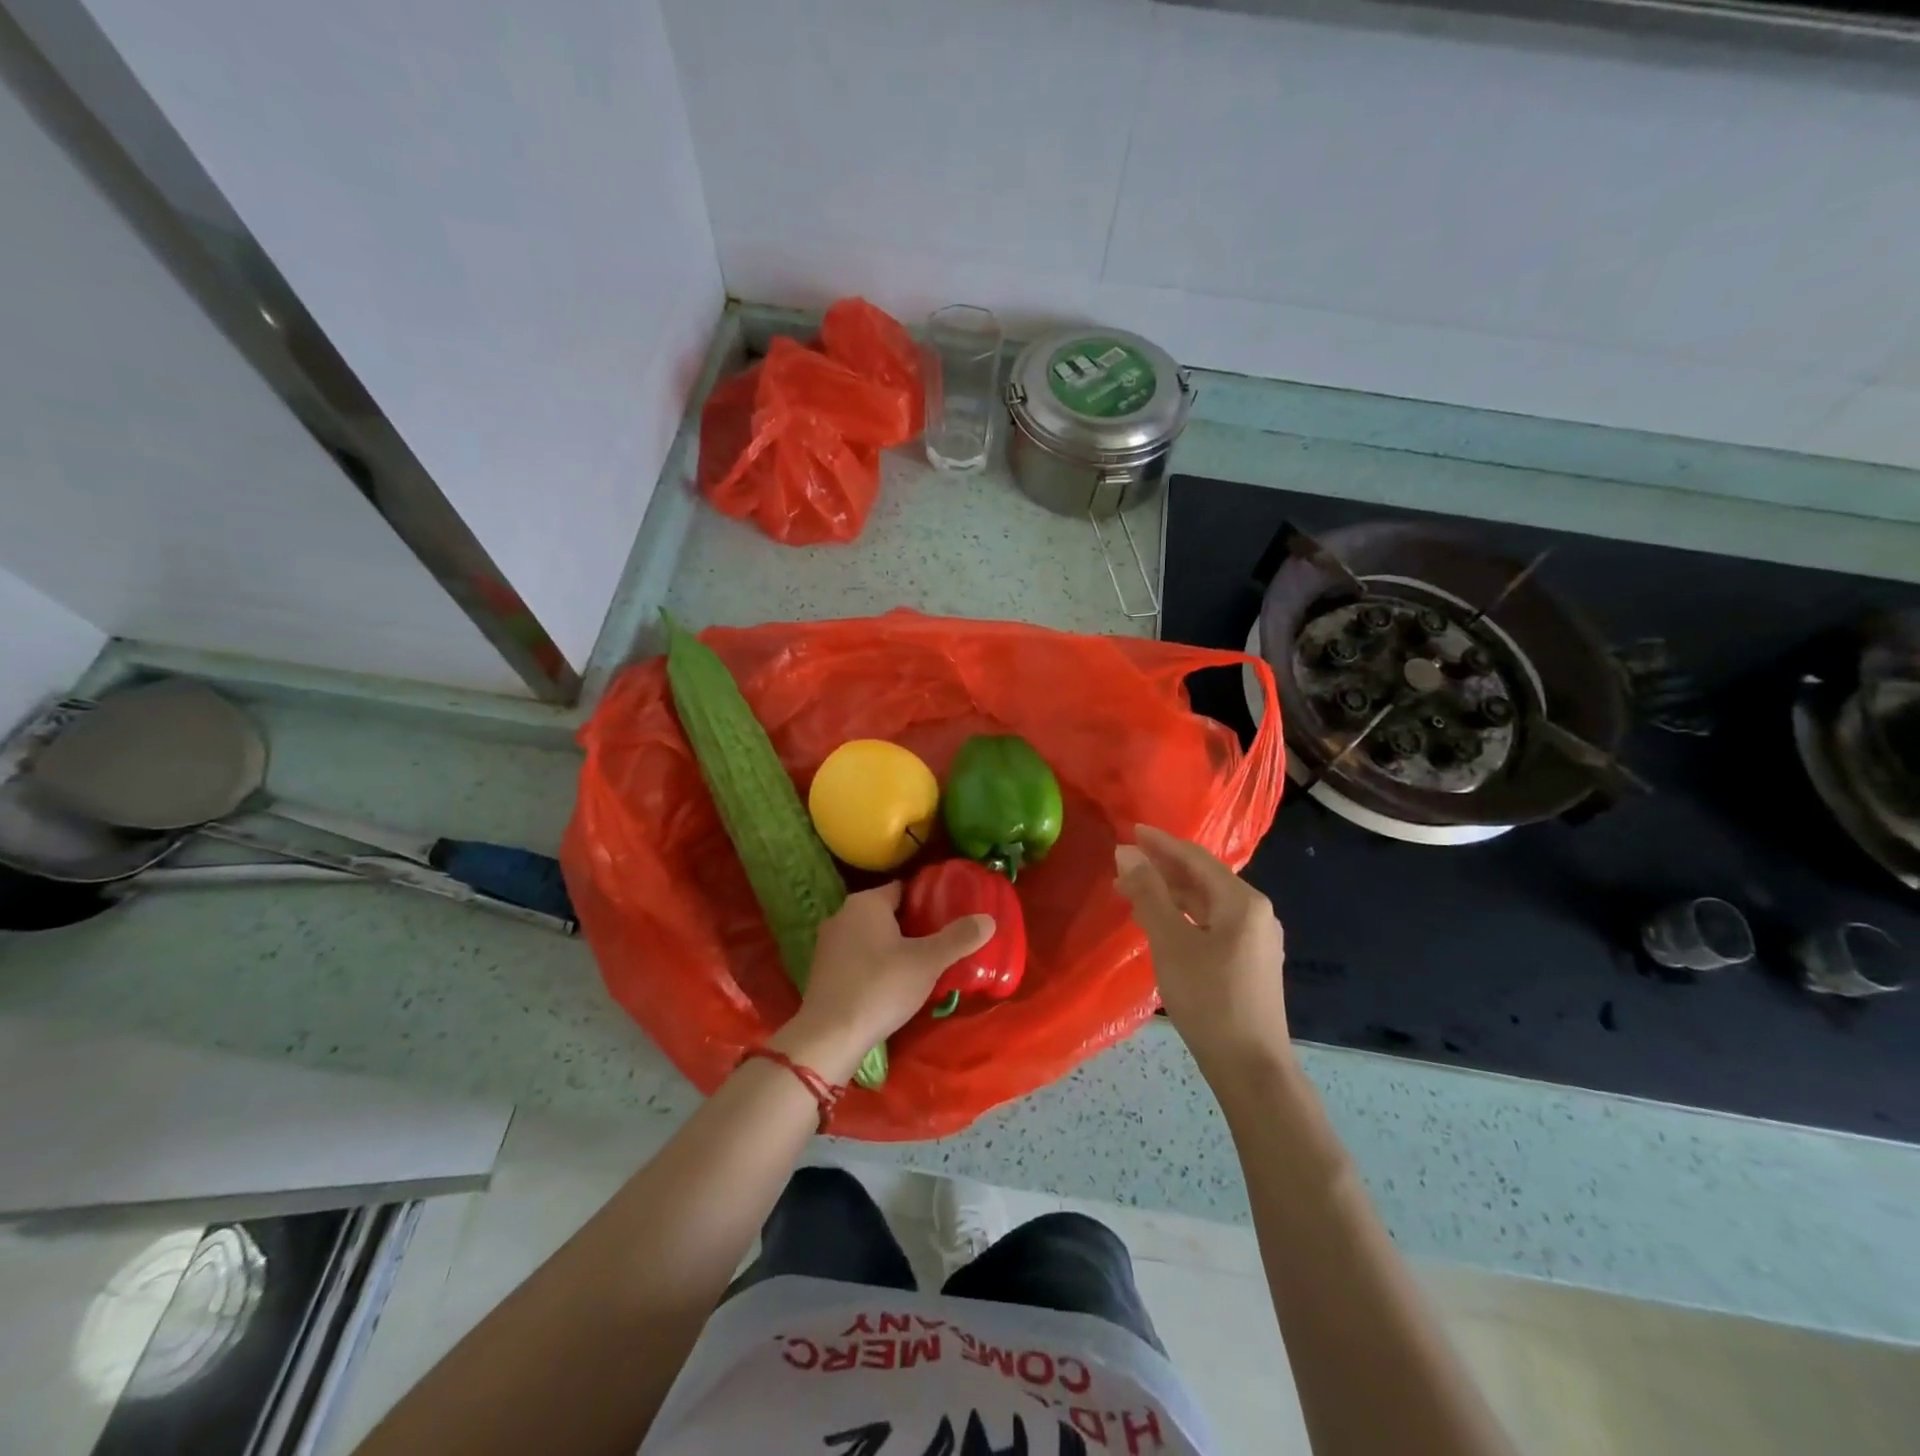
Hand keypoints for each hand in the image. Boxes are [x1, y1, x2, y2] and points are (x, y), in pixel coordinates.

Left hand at [773, 883, 993, 1082]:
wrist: (829, 1036)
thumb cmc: (880, 988)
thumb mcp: (927, 962)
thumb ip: (958, 938)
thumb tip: (989, 919)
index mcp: (866, 902)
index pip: (904, 890)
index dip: (928, 902)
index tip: (949, 918)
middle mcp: (843, 914)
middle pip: (888, 913)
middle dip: (913, 926)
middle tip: (941, 944)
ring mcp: (828, 943)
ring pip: (871, 936)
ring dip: (893, 947)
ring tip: (921, 966)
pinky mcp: (822, 970)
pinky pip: (857, 957)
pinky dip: (875, 965)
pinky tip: (891, 986)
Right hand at [1115, 824, 1290, 1075]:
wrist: (1251, 1068)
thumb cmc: (1209, 999)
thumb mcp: (1171, 942)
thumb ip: (1148, 894)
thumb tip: (1126, 852)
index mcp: (1242, 901)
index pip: (1196, 858)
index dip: (1161, 843)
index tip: (1131, 831)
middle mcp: (1256, 913)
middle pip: (1203, 879)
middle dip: (1162, 869)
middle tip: (1124, 863)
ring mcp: (1256, 940)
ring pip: (1207, 903)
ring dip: (1170, 894)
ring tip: (1133, 893)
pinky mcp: (1250, 963)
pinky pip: (1212, 924)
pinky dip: (1184, 916)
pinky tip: (1162, 924)